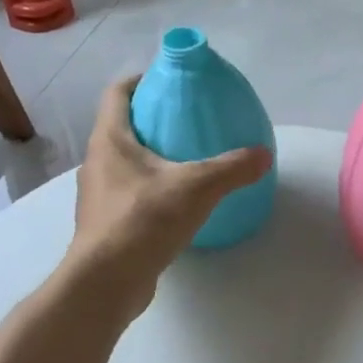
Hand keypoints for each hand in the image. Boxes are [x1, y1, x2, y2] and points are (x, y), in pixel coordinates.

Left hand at [66, 76, 272, 309]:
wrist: (106, 282)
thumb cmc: (144, 220)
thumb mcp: (198, 187)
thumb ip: (233, 167)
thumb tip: (264, 154)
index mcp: (111, 140)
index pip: (117, 93)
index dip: (141, 80)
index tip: (169, 80)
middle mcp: (98, 162)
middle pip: (122, 126)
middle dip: (152, 119)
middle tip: (189, 120)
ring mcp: (98, 195)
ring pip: (125, 162)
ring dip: (151, 156)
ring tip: (188, 160)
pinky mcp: (106, 223)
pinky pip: (130, 192)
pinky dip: (151, 187)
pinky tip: (179, 201)